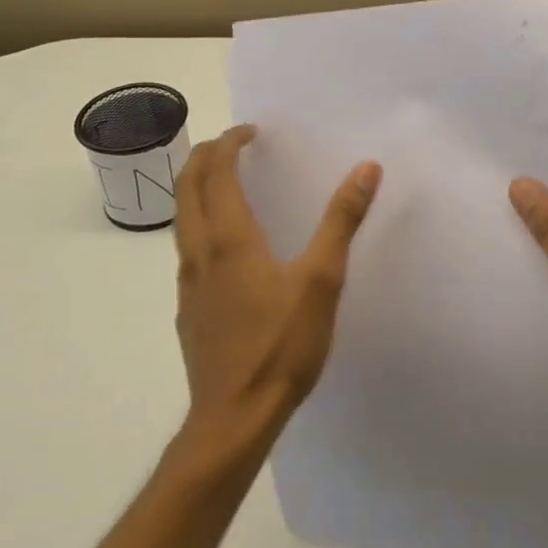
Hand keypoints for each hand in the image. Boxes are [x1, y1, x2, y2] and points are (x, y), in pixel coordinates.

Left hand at [172, 125, 382, 449]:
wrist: (233, 417)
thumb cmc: (281, 345)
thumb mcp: (321, 280)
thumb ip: (341, 221)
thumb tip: (366, 169)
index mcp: (229, 238)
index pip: (217, 172)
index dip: (230, 144)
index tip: (250, 131)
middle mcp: (199, 253)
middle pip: (186, 188)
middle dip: (205, 157)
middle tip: (232, 145)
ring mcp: (188, 284)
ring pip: (181, 219)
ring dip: (197, 189)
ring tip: (226, 184)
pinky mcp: (188, 310)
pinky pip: (187, 250)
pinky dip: (200, 224)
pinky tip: (225, 248)